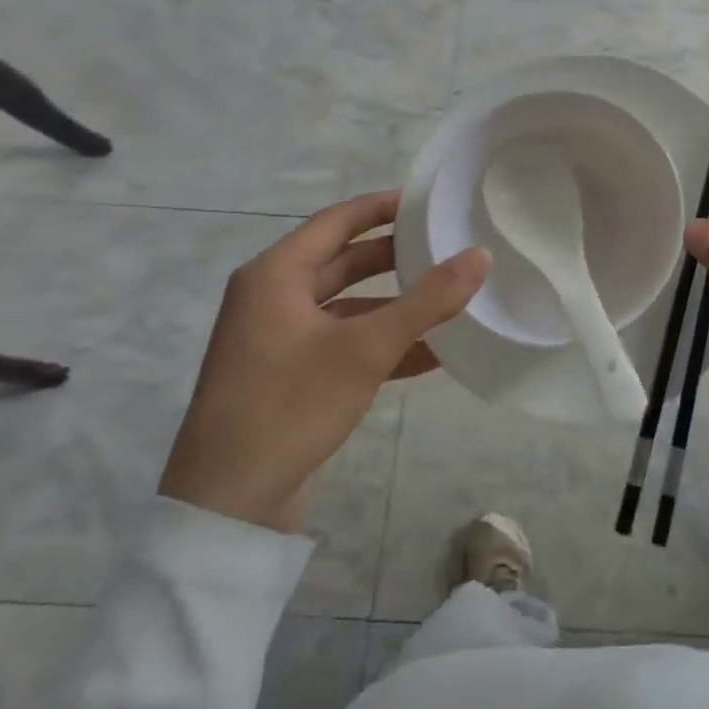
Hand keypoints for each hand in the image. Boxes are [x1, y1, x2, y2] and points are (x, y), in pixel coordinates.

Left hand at [159, 191, 489, 532]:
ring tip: (448, 298)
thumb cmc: (289, 406)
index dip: (383, 206)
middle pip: (342, 261)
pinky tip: (429, 353)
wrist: (227, 507)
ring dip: (393, 304)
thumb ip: (427, 301)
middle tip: (445, 245)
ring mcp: (278, 339)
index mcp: (275, 274)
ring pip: (346, 306)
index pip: (337, 221)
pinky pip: (342, 343)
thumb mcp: (365, 349)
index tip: (428, 201)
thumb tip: (480, 255)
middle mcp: (272, 298)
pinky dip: (380, 342)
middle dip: (395, 256)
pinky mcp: (288, 376)